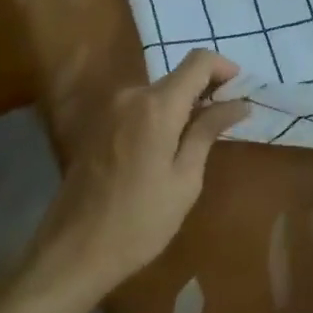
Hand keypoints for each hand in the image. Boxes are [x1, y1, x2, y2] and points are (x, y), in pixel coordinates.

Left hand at [32, 50, 250, 299]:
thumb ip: (208, 132)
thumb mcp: (184, 181)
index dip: (223, 67)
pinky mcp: (99, 123)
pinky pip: (139, 106)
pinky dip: (160, 115)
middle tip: (226, 119)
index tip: (240, 89)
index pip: (198, 61)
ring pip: (158, 92)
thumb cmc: (138, 222)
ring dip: (182, 104)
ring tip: (199, 137)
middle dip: (205, 89)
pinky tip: (167, 147)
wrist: (72, 251)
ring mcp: (111, 107)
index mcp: (157, 105)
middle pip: (178, 76)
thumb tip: (238, 103)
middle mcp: (132, 94)